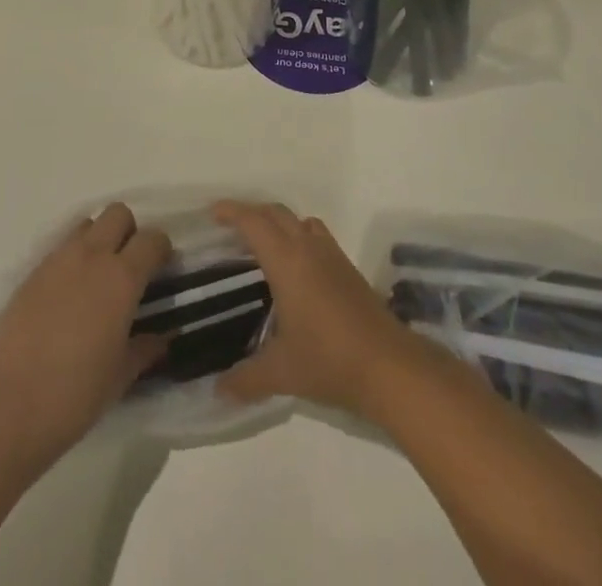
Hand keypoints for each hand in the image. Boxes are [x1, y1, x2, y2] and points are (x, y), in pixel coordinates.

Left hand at [0, 203, 171, 460]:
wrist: (6, 403)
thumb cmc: (74, 394)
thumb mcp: (119, 377)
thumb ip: (144, 350)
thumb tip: (161, 339)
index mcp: (122, 278)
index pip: (152, 239)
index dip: (161, 250)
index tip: (162, 270)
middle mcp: (92, 256)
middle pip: (118, 214)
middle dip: (129, 232)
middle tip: (129, 267)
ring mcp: (58, 260)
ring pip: (87, 224)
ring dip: (98, 239)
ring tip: (97, 278)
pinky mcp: (31, 272)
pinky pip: (60, 248)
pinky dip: (71, 259)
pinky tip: (67, 296)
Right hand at [212, 200, 441, 421]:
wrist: (388, 365)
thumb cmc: (328, 358)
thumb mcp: (281, 371)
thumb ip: (246, 378)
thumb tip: (218, 389)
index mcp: (286, 260)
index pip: (254, 222)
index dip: (232, 212)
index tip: (213, 212)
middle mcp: (308, 248)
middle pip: (276, 213)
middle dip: (252, 213)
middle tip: (231, 227)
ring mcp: (332, 256)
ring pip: (300, 222)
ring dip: (279, 222)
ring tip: (263, 244)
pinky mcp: (348, 269)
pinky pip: (316, 237)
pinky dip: (299, 238)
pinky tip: (296, 270)